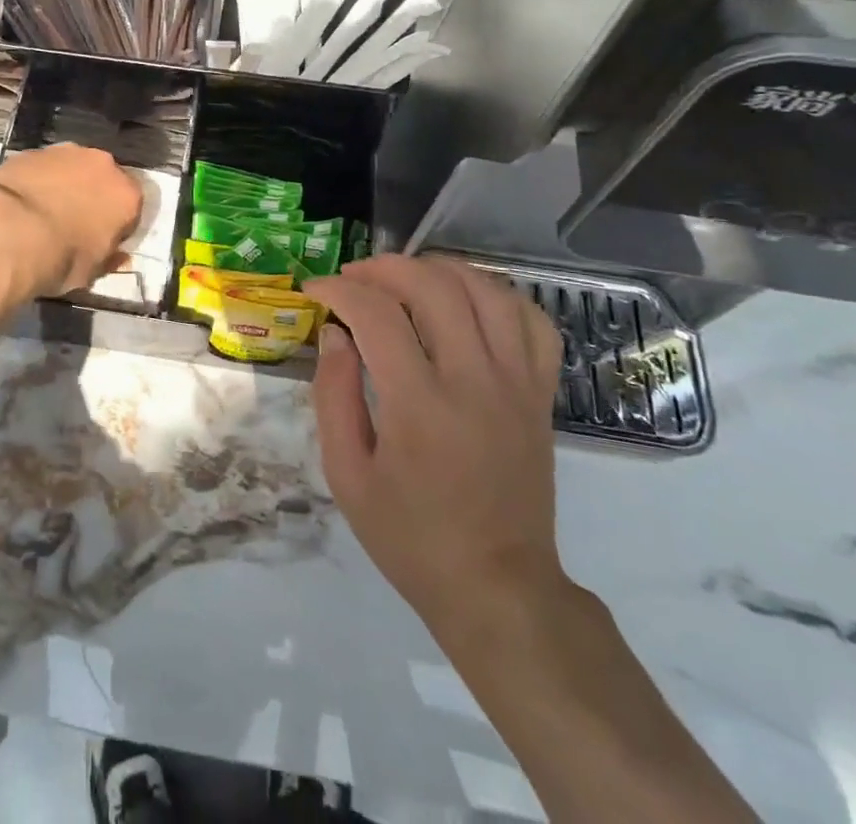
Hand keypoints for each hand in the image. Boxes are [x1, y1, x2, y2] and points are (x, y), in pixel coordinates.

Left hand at [0, 143, 142, 297]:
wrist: (9, 232)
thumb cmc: (61, 258)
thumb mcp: (91, 273)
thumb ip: (109, 259)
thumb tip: (118, 257)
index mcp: (126, 195)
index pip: (131, 209)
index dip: (117, 225)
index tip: (101, 240)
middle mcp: (103, 165)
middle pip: (103, 180)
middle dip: (93, 197)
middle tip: (73, 222)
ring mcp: (66, 152)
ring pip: (72, 167)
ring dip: (65, 184)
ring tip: (44, 210)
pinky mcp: (32, 151)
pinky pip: (42, 167)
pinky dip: (38, 180)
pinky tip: (22, 201)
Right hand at [307, 255, 565, 643]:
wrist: (497, 587)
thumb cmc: (410, 536)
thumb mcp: (347, 475)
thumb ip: (333, 397)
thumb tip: (335, 335)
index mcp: (419, 405)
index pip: (376, 315)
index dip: (339, 290)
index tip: (316, 291)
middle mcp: (474, 381)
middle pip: (433, 286)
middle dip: (384, 268)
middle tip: (355, 279)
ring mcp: (516, 384)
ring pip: (485, 291)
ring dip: (439, 269)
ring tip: (406, 278)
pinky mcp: (540, 394)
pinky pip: (533, 322)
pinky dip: (498, 295)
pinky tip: (468, 301)